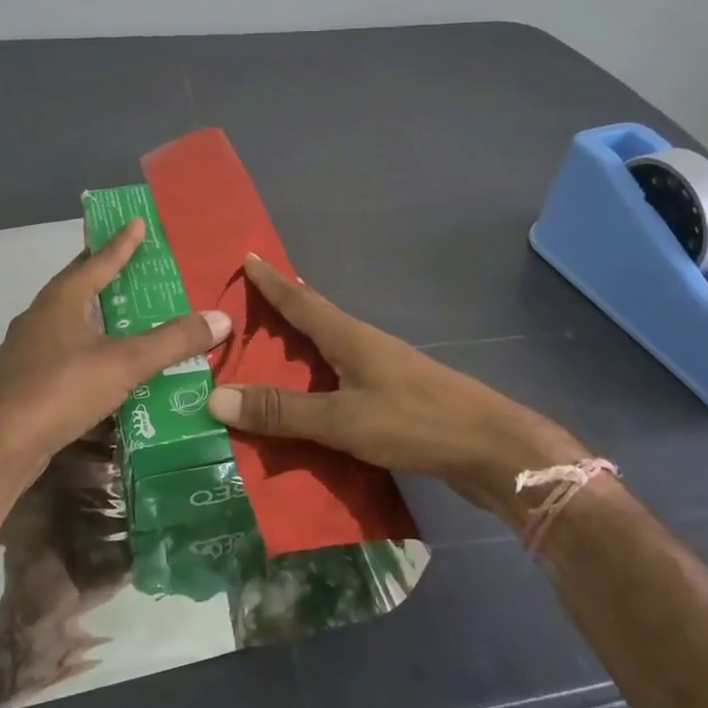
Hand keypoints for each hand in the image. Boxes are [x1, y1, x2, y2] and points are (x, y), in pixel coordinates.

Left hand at [0, 218, 230, 465]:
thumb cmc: (60, 389)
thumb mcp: (125, 363)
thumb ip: (172, 341)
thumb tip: (221, 318)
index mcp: (62, 300)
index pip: (98, 261)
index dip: (121, 242)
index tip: (136, 221)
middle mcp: (41, 317)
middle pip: (78, 286)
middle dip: (105, 274)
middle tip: (134, 265)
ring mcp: (28, 350)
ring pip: (69, 322)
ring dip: (96, 315)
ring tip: (126, 316)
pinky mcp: (24, 382)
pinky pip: (64, 354)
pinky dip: (87, 351)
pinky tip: (103, 367)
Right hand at [205, 255, 583, 514]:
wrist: (493, 450)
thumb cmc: (416, 422)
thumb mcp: (342, 418)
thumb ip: (282, 411)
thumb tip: (214, 397)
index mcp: (350, 337)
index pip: (301, 301)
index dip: (272, 282)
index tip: (248, 257)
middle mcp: (365, 345)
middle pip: (315, 320)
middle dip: (282, 310)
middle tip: (246, 308)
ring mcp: (384, 371)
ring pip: (330, 351)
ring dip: (300, 347)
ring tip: (270, 353)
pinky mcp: (396, 399)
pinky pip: (342, 381)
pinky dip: (317, 382)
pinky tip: (310, 401)